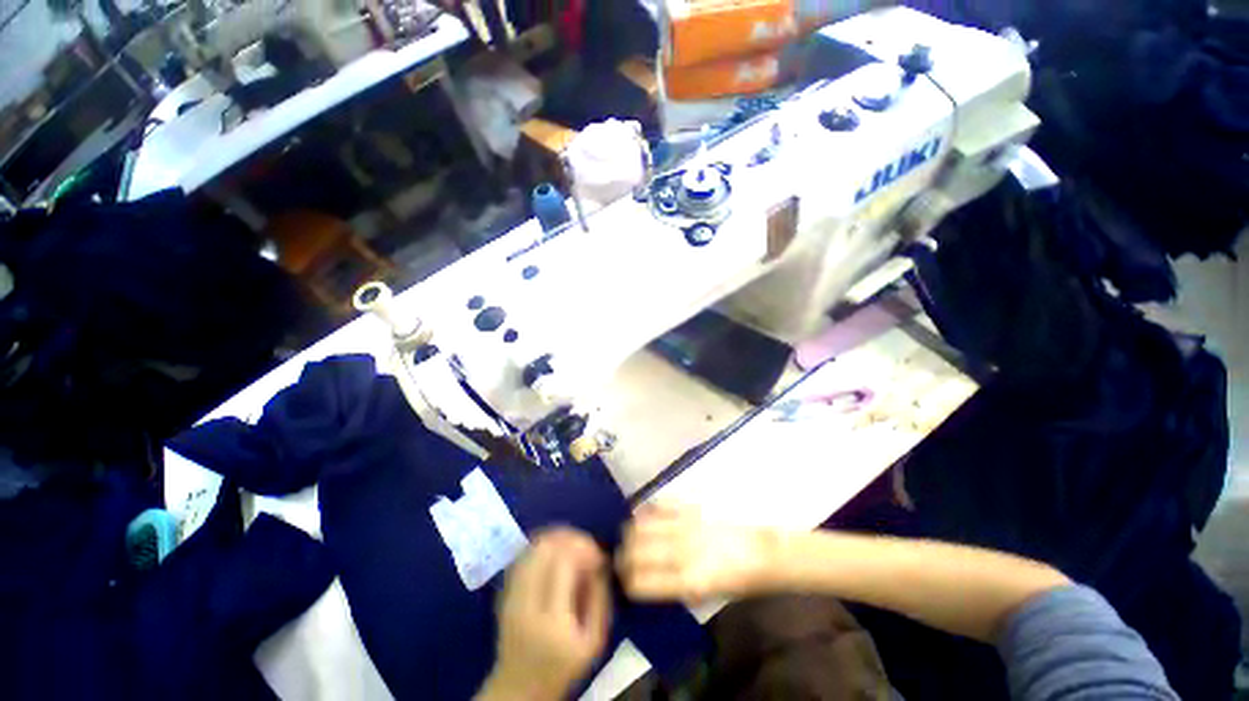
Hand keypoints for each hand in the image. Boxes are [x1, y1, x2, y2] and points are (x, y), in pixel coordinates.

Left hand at [478, 529, 611, 700]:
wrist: (519, 688)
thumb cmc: (563, 666)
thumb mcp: (594, 640)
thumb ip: (600, 598)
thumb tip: (600, 559)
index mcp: (553, 621)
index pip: (564, 564)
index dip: (584, 548)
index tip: (598, 555)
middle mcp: (527, 603)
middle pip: (544, 549)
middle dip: (570, 538)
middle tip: (586, 545)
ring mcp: (510, 596)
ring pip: (531, 548)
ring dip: (555, 538)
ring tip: (572, 545)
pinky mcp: (503, 592)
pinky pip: (522, 555)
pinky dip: (540, 545)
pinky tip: (554, 550)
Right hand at [617, 504, 777, 602]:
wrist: (762, 551)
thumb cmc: (736, 581)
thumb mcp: (705, 596)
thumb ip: (673, 588)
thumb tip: (645, 579)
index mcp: (688, 582)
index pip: (639, 582)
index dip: (626, 582)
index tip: (624, 580)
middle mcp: (682, 552)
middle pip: (634, 551)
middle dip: (622, 556)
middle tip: (623, 557)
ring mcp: (685, 525)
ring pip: (640, 524)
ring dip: (630, 532)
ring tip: (630, 536)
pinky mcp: (691, 506)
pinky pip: (659, 504)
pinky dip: (646, 511)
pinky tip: (644, 516)